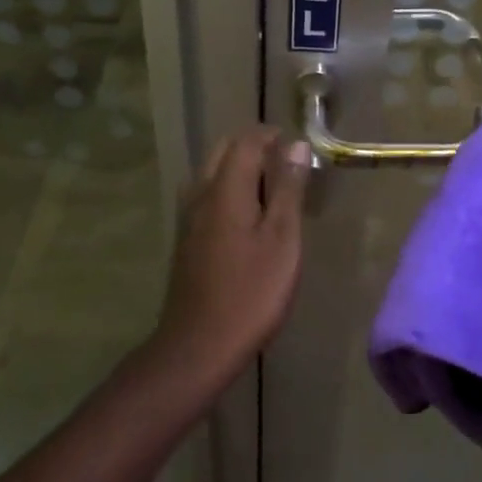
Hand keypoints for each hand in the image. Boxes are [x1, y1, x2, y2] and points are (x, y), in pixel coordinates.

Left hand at [151, 126, 310, 384]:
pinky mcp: (186, 242)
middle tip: (286, 164)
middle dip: (253, 147)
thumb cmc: (251, 292)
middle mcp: (200, 196)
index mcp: (225, 189)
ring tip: (270, 188)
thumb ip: (287, 189)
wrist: (199, 346)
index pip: (245, 142)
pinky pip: (206, 197)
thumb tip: (294, 145)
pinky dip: (228, 191)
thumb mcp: (282, 238)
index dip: (270, 136)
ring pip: (211, 175)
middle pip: (222, 153)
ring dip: (238, 169)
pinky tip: (246, 218)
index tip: (296, 144)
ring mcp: (188, 220)